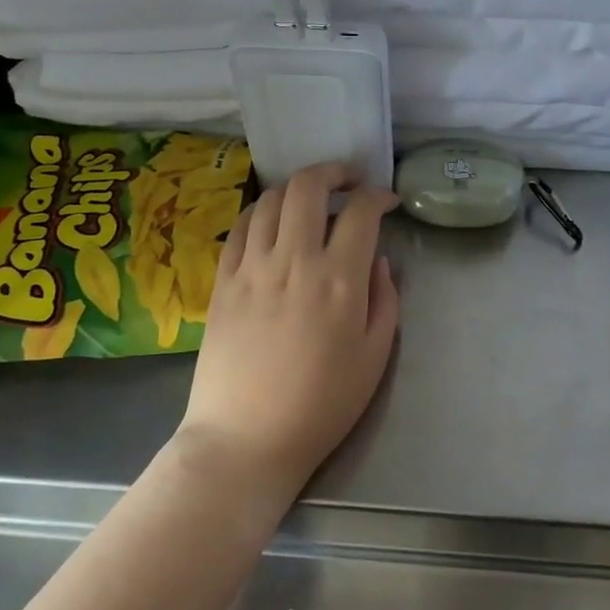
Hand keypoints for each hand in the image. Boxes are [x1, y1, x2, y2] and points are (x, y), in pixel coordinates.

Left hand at [177, 163, 400, 508]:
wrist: (247, 438)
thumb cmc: (322, 404)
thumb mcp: (375, 356)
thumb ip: (385, 299)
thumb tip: (378, 260)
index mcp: (339, 279)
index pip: (360, 211)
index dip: (378, 195)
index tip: (386, 201)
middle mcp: (294, 259)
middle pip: (308, 187)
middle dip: (333, 172)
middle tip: (348, 180)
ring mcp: (252, 266)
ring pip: (271, 199)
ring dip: (296, 187)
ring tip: (311, 198)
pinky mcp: (222, 280)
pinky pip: (241, 227)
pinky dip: (261, 211)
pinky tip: (272, 220)